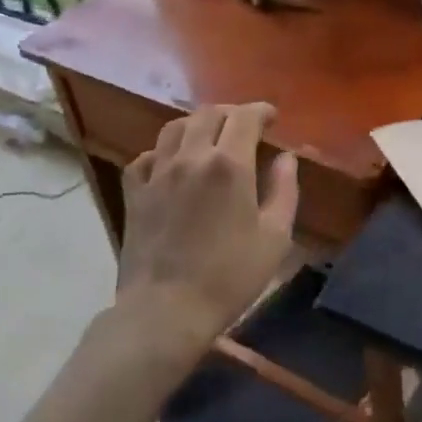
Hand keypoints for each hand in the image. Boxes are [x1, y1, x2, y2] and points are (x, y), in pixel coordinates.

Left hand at [120, 103, 298, 355]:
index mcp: (229, 164)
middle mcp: (191, 157)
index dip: (261, 111)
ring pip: (174, 128)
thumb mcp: (275, 238)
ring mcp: (158, 173)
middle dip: (231, 114)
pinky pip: (146, 157)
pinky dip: (162, 152)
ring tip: (208, 137)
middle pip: (209, 114)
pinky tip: (171, 163)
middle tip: (244, 126)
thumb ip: (284, 190)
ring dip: (196, 124)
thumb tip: (286, 158)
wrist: (166, 311)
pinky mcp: (134, 193)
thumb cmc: (229, 277)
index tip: (272, 117)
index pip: (245, 117)